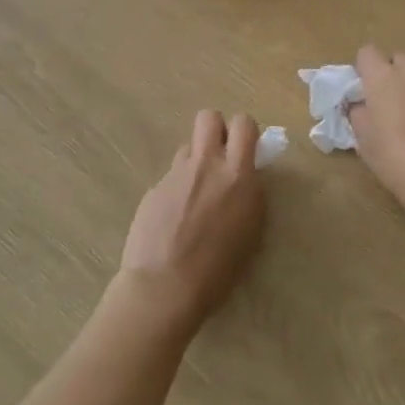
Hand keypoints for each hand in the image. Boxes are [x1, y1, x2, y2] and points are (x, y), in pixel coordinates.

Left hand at [119, 110, 264, 332]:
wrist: (164, 287)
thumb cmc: (218, 270)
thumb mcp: (251, 232)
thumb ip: (249, 196)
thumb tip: (243, 180)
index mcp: (237, 175)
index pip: (244, 124)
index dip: (245, 131)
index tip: (245, 150)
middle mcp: (205, 165)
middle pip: (208, 117)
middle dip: (217, 129)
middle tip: (220, 156)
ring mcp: (175, 174)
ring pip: (187, 148)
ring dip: (195, 162)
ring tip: (194, 195)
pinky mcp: (153, 189)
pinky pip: (170, 177)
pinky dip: (176, 190)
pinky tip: (173, 219)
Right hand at [346, 47, 404, 214]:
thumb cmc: (395, 158)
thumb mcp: (363, 138)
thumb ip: (358, 111)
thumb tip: (361, 104)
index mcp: (384, 77)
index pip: (367, 53)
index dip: (363, 70)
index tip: (363, 91)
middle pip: (398, 60)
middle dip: (392, 76)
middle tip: (389, 103)